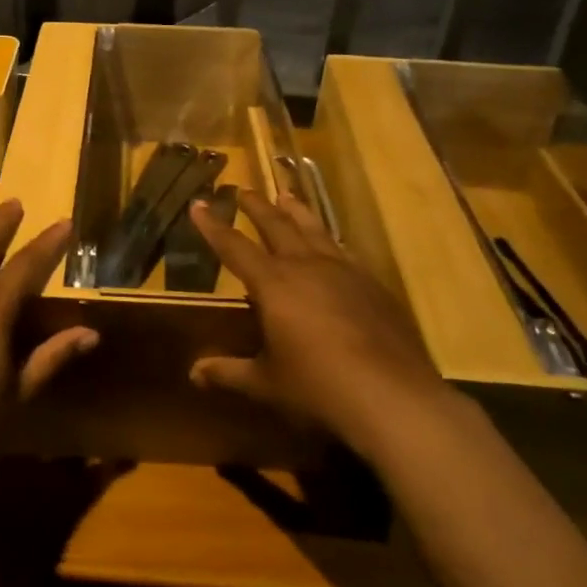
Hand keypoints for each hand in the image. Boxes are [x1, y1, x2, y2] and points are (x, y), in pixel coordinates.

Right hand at [188, 189, 453, 460]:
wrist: (393, 396)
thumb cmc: (319, 388)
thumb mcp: (267, 383)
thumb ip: (229, 372)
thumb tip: (194, 372)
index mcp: (274, 284)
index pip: (234, 247)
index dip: (213, 226)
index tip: (198, 203)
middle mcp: (306, 266)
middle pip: (276, 225)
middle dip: (257, 207)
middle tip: (243, 190)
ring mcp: (343, 271)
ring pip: (313, 229)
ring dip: (296, 211)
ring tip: (286, 196)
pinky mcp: (372, 284)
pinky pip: (343, 250)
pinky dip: (329, 240)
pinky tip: (331, 243)